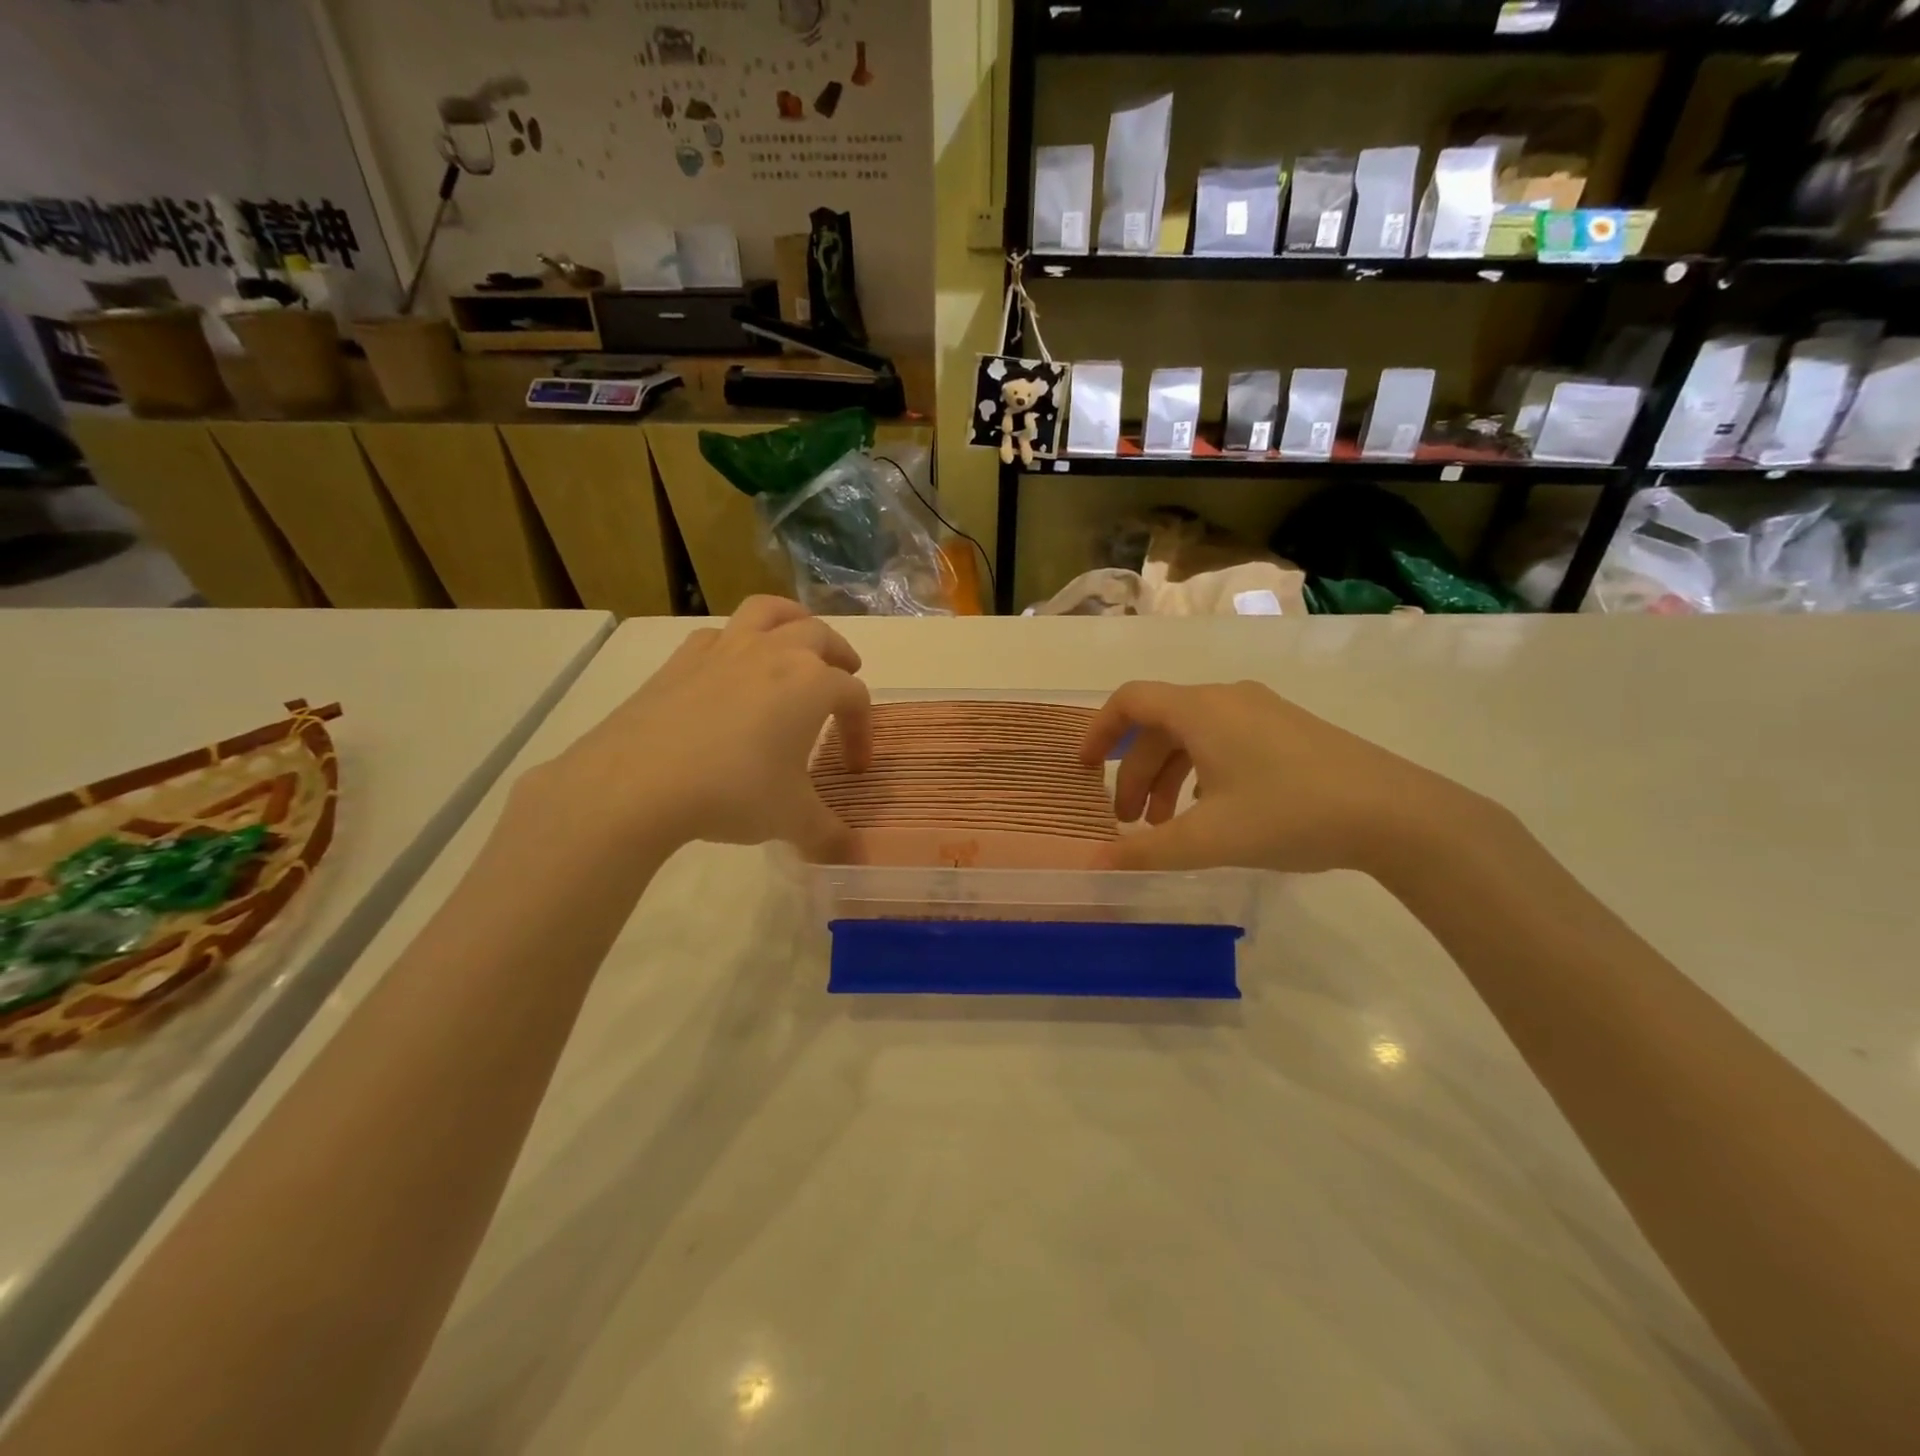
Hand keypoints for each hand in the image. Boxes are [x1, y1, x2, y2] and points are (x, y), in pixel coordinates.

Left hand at [539, 598, 872, 861]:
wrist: (640, 782)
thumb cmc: (733, 792)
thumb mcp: (791, 819)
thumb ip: (828, 835)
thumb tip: (852, 857)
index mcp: (812, 684)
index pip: (854, 697)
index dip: (862, 730)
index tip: (855, 766)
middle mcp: (775, 653)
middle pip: (820, 636)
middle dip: (840, 655)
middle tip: (845, 674)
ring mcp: (726, 649)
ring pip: (768, 612)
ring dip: (792, 619)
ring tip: (798, 638)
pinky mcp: (683, 658)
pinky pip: (719, 635)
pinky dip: (735, 642)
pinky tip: (730, 669)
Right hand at [1080, 681, 1487, 876]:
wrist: (1395, 813)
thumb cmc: (1289, 814)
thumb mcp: (1209, 839)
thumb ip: (1146, 850)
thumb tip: (1094, 863)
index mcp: (1201, 710)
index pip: (1130, 701)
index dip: (1099, 730)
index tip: (1085, 768)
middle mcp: (1227, 699)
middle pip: (1161, 727)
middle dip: (1136, 774)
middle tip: (1129, 823)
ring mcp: (1262, 712)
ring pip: (1194, 737)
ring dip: (1169, 778)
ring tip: (1167, 828)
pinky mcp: (1288, 730)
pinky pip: (1225, 741)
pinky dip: (1201, 774)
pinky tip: (1212, 814)